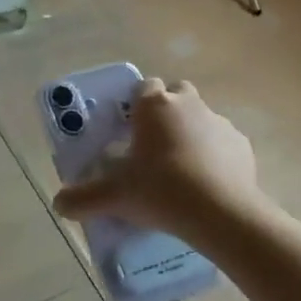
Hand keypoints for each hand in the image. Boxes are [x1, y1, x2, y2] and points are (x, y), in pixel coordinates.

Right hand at [52, 78, 266, 245]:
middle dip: (166, 112)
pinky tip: (207, 184)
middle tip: (154, 146)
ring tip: (180, 170)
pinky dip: (215, 156)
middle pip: (176, 94)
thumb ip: (82, 198)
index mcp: (155, 105)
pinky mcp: (242, 144)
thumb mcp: (114, 197)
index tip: (129, 130)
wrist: (221, 213)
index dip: (135, 105)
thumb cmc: (161, 191)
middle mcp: (189, 104)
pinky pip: (223, 143)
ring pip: (201, 118)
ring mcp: (220, 122)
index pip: (143, 87)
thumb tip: (58, 205)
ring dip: (191, 134)